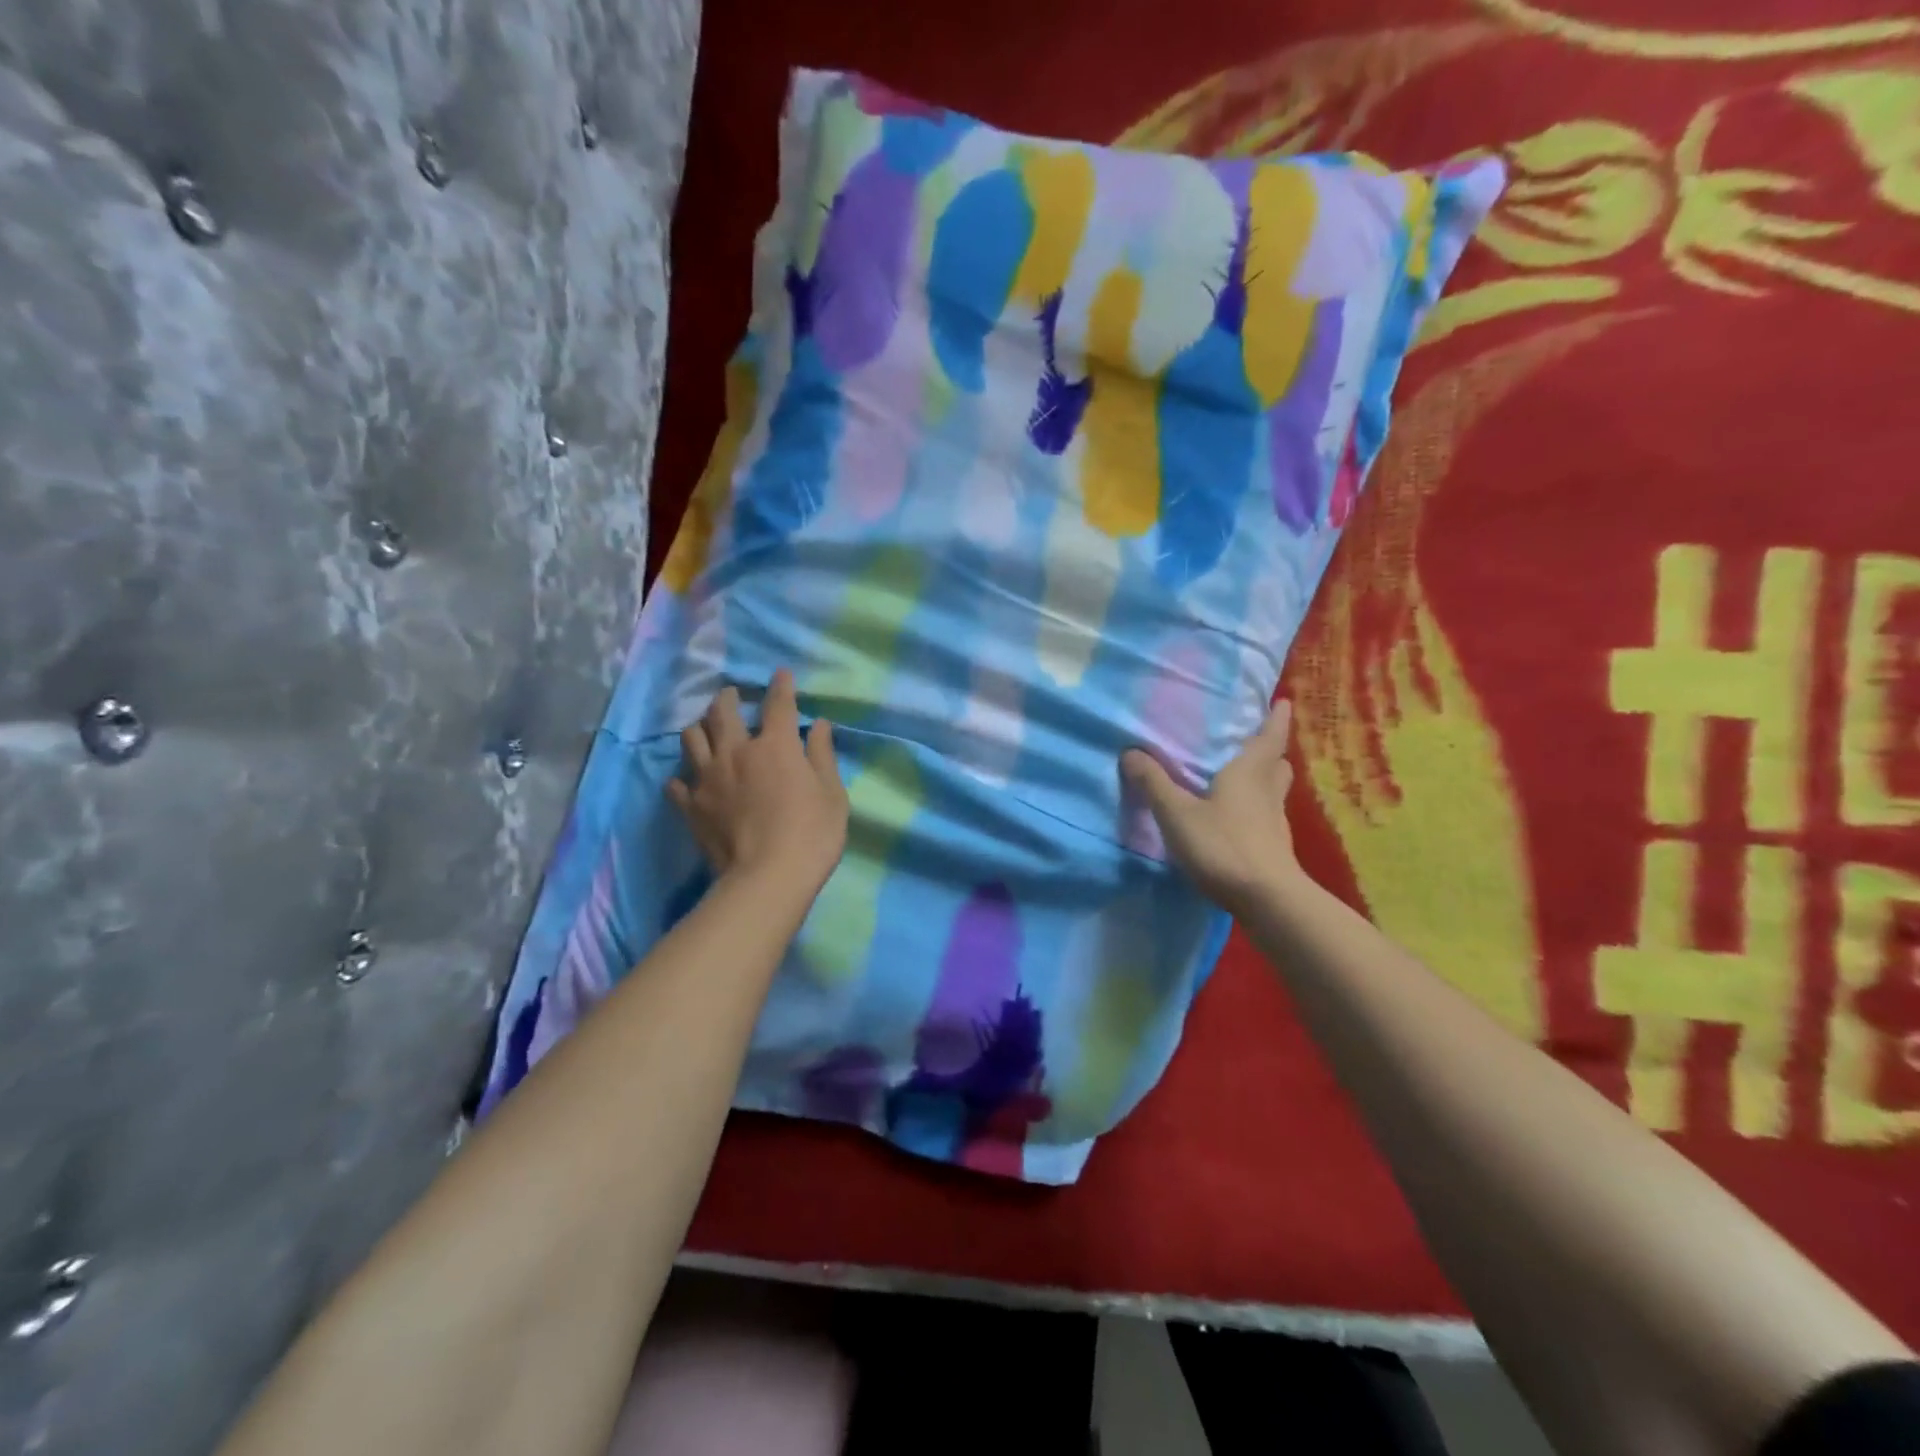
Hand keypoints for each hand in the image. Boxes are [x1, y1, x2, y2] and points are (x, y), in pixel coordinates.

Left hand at [667, 669, 848, 894]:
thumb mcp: (832, 794)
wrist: (766, 878)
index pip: (779, 705)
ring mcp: (708, 778)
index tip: (780, 674)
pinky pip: (677, 782)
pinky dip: (683, 776)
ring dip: (699, 727)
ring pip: (692, 738)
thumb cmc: (811, 834)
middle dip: (727, 698)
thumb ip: (823, 756)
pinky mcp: (690, 806)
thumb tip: (820, 726)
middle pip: (722, 712)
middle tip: (730, 695)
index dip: (781, 687)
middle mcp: (736, 752)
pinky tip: (688, 779)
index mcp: (775, 746)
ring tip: (705, 728)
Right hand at [1121, 700, 1303, 913]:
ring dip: (1267, 780)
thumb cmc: (1222, 845)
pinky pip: (1268, 817)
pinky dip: (1258, 810)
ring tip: (1249, 778)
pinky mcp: (1275, 848)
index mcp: (1249, 772)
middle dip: (1271, 751)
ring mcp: (1275, 822)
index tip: (1284, 702)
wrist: (1266, 899)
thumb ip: (1154, 783)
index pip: (1270, 737)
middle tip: (1258, 741)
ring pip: (1275, 791)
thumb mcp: (1177, 813)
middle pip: (1278, 764)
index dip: (1276, 718)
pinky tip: (1240, 820)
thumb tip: (1130, 751)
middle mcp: (1267, 792)